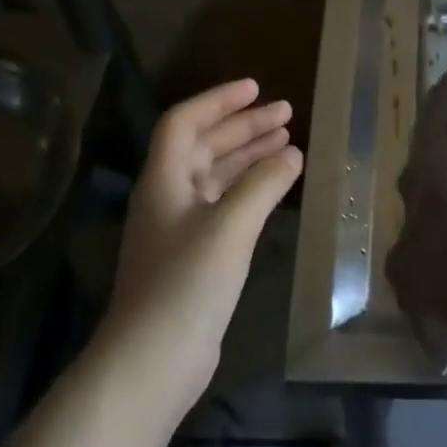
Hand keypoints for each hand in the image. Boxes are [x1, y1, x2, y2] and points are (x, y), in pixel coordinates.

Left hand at [104, 79, 302, 406]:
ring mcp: (179, 229)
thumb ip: (263, 184)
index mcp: (165, 181)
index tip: (256, 88)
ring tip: (287, 143)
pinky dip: (249, 189)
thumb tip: (292, 153)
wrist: (154, 358)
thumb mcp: (229, 226)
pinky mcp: (194, 256)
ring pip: (215, 176)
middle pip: (203, 146)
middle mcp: (168, 197)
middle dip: (243, 127)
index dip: (219, 101)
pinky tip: (274, 189)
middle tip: (286, 114)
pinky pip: (224, 205)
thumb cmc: (187, 283)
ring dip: (248, 156)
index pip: (185, 122)